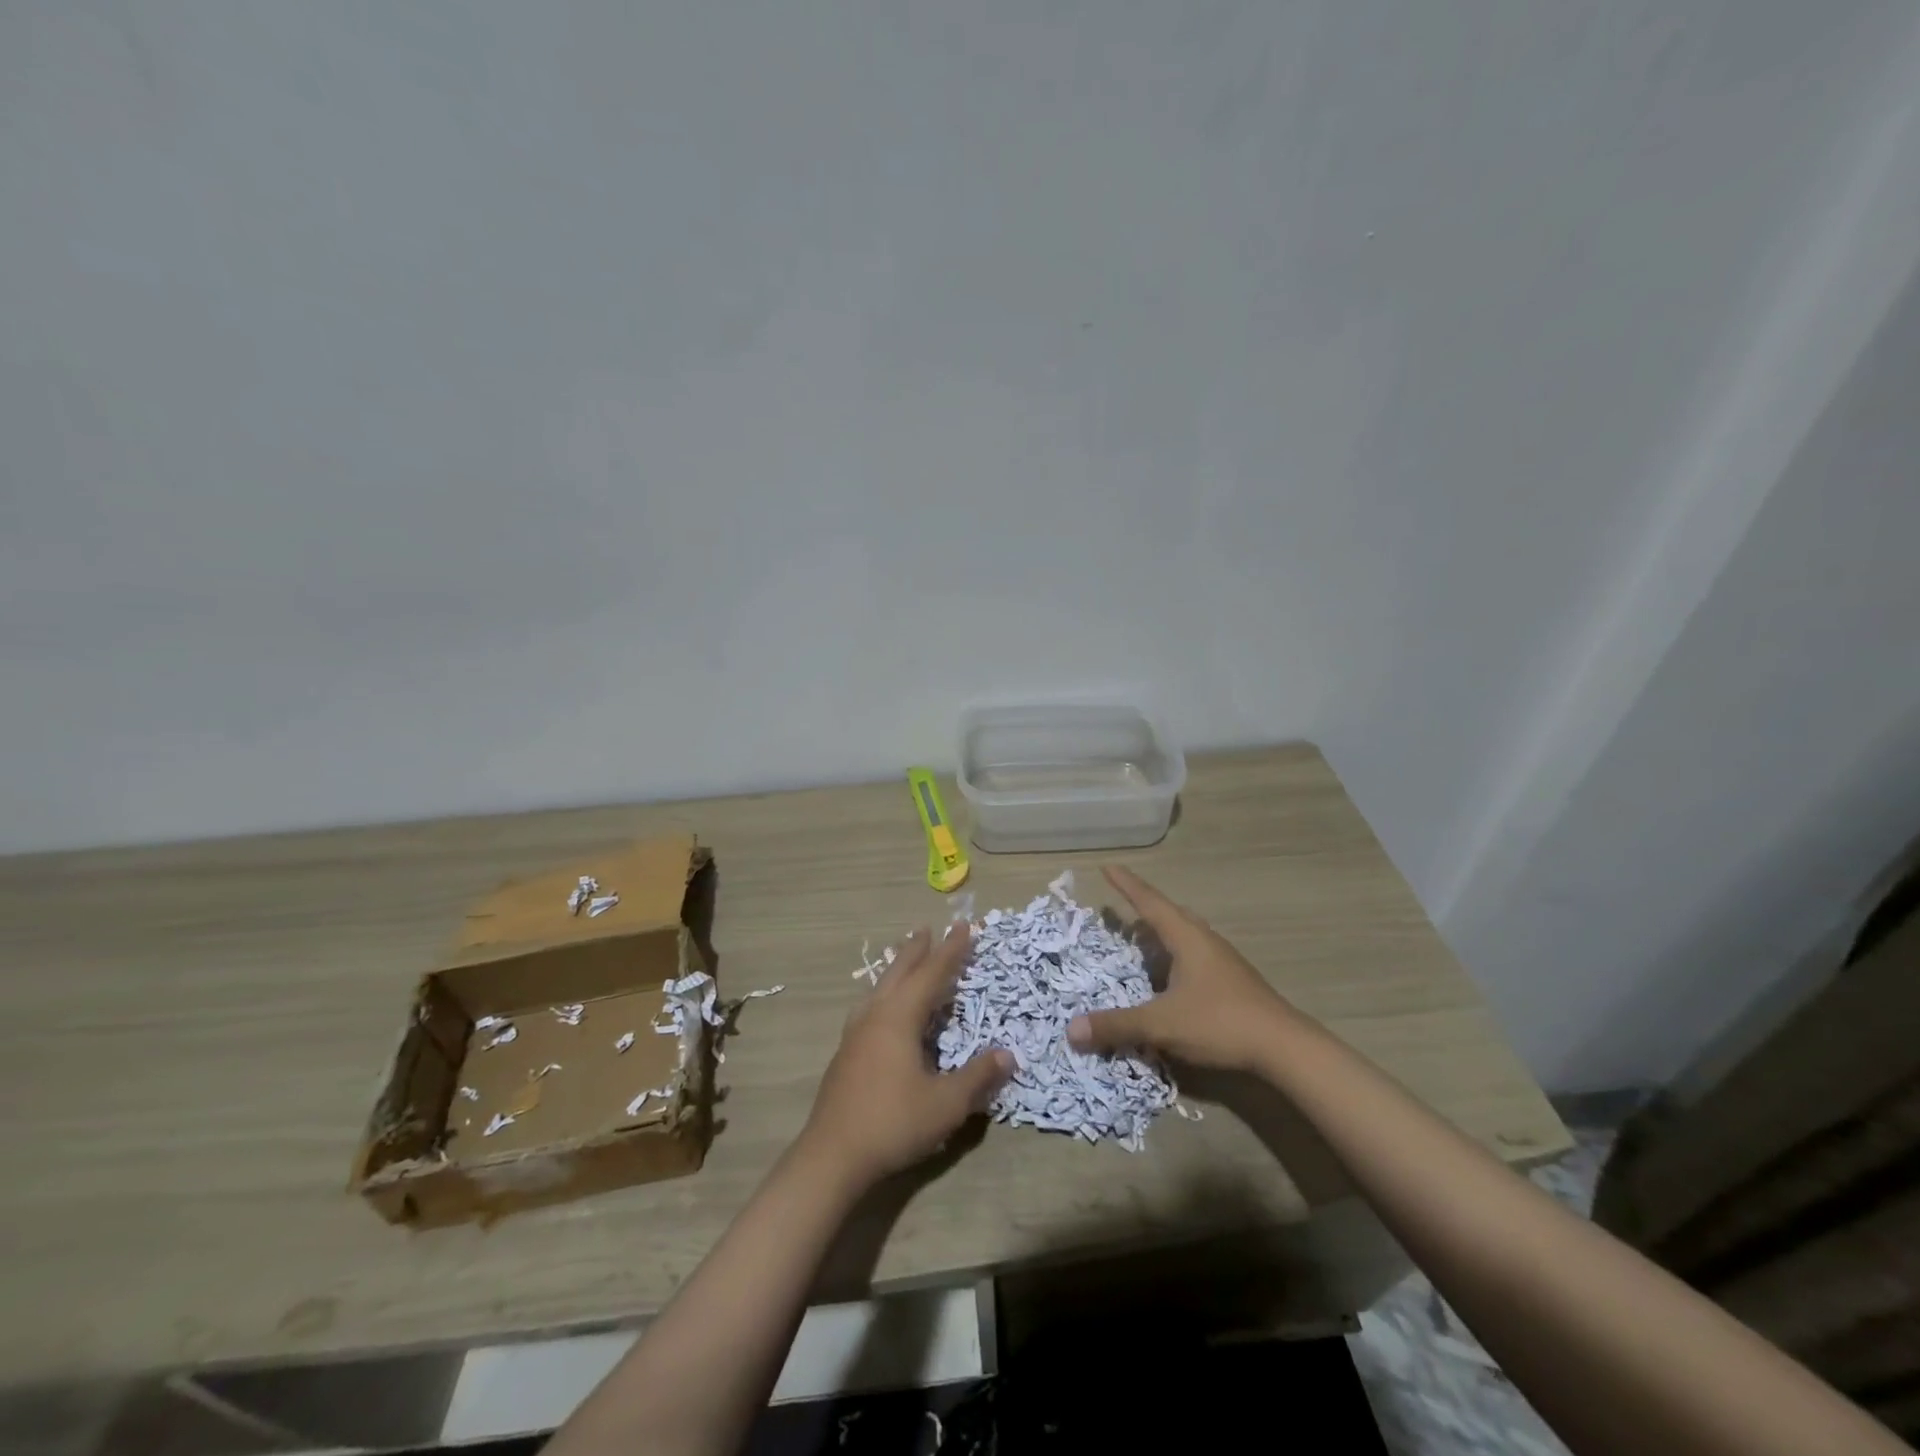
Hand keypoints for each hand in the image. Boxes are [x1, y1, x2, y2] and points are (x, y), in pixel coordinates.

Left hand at [799, 924, 1013, 1187]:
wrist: (832, 1156)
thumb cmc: (892, 1123)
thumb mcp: (946, 1104)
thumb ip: (978, 1077)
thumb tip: (1008, 1054)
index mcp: (899, 1017)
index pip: (931, 974)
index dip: (951, 950)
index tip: (965, 927)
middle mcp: (875, 1015)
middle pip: (899, 972)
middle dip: (917, 950)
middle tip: (928, 929)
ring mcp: (855, 1033)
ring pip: (880, 987)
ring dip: (897, 969)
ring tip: (905, 959)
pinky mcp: (846, 1053)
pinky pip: (870, 1005)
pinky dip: (885, 992)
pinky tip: (883, 1007)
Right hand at [1067, 866, 1292, 1071]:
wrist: (1284, 1047)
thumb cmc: (1220, 1022)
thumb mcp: (1161, 1025)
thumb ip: (1117, 1025)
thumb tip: (1071, 1030)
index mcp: (1186, 937)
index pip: (1149, 902)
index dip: (1126, 885)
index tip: (1107, 866)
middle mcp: (1204, 940)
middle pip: (1169, 914)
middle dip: (1143, 908)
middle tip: (1120, 907)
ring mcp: (1222, 960)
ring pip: (1184, 935)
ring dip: (1160, 934)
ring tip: (1141, 939)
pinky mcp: (1231, 980)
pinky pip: (1193, 955)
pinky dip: (1173, 957)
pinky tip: (1168, 978)